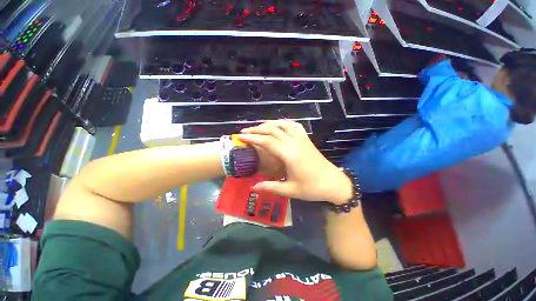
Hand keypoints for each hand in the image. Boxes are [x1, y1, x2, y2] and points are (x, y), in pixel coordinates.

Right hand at [240, 120, 351, 203]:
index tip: (241, 137)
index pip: (267, 141)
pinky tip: (279, 126)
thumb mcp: (290, 190)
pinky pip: (295, 125)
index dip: (253, 138)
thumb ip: (270, 187)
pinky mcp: (307, 139)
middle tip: (245, 131)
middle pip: (273, 130)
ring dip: (270, 124)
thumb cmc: (313, 188)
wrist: (334, 183)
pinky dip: (284, 123)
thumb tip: (253, 187)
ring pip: (284, 124)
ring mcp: (302, 139)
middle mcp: (295, 142)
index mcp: (290, 154)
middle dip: (257, 129)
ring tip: (260, 127)